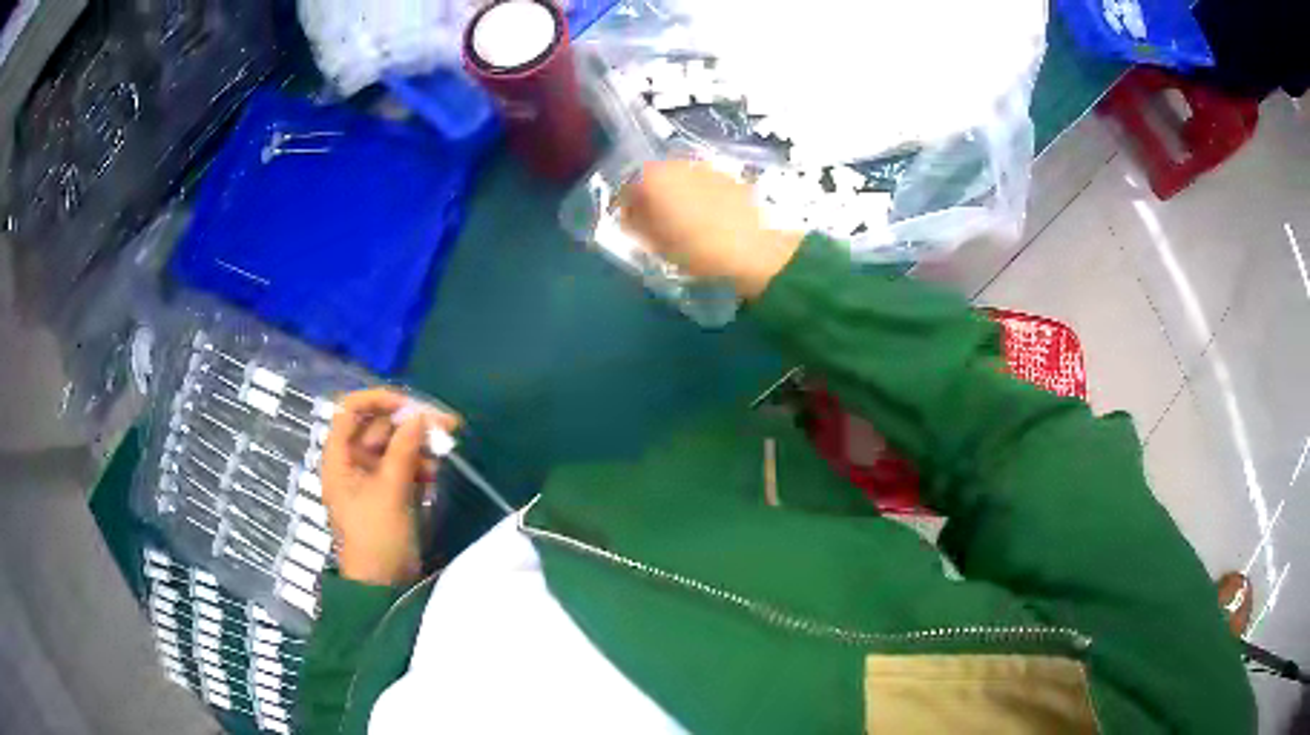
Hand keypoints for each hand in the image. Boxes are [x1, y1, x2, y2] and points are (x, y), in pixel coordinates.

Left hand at [321, 388, 459, 585]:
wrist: (384, 585)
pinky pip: (404, 464)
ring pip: (395, 445)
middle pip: (378, 426)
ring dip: (419, 445)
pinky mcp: (389, 491)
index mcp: (338, 457)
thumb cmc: (377, 537)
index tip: (411, 405)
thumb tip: (421, 416)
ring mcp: (371, 476)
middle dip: (410, 423)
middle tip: (446, 425)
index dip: (378, 400)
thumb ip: (404, 449)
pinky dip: (420, 464)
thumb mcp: (390, 491)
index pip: (350, 410)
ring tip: (444, 453)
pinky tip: (435, 474)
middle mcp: (352, 461)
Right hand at [618, 159, 802, 298]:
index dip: (626, 210)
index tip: (631, 229)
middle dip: (652, 200)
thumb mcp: (657, 244)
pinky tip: (708, 222)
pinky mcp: (731, 178)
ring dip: (678, 198)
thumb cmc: (698, 249)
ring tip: (684, 226)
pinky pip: (705, 186)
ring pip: (682, 181)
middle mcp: (677, 164)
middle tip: (656, 227)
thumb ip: (637, 226)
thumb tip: (630, 217)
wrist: (756, 250)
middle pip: (655, 180)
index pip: (626, 189)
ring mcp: (707, 168)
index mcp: (653, 177)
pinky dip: (701, 199)